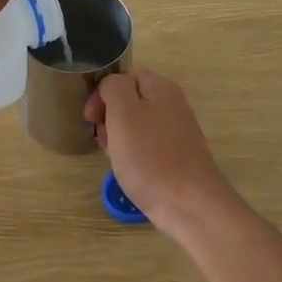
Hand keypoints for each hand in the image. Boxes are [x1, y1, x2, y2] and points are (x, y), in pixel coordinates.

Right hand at [86, 69, 242, 241]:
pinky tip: (129, 170)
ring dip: (118, 137)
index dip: (102, 93)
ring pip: (136, 124)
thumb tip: (111, 86)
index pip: (124, 76)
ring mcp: (177, 131)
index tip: (92, 119)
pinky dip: (133, 154)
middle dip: (109, 117)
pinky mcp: (177, 155)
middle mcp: (172, 104)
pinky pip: (147, 145)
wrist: (189, 204)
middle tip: (102, 139)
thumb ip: (114, 87)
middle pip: (130, 100)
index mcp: (161, 87)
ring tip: (113, 157)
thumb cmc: (150, 157)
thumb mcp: (123, 112)